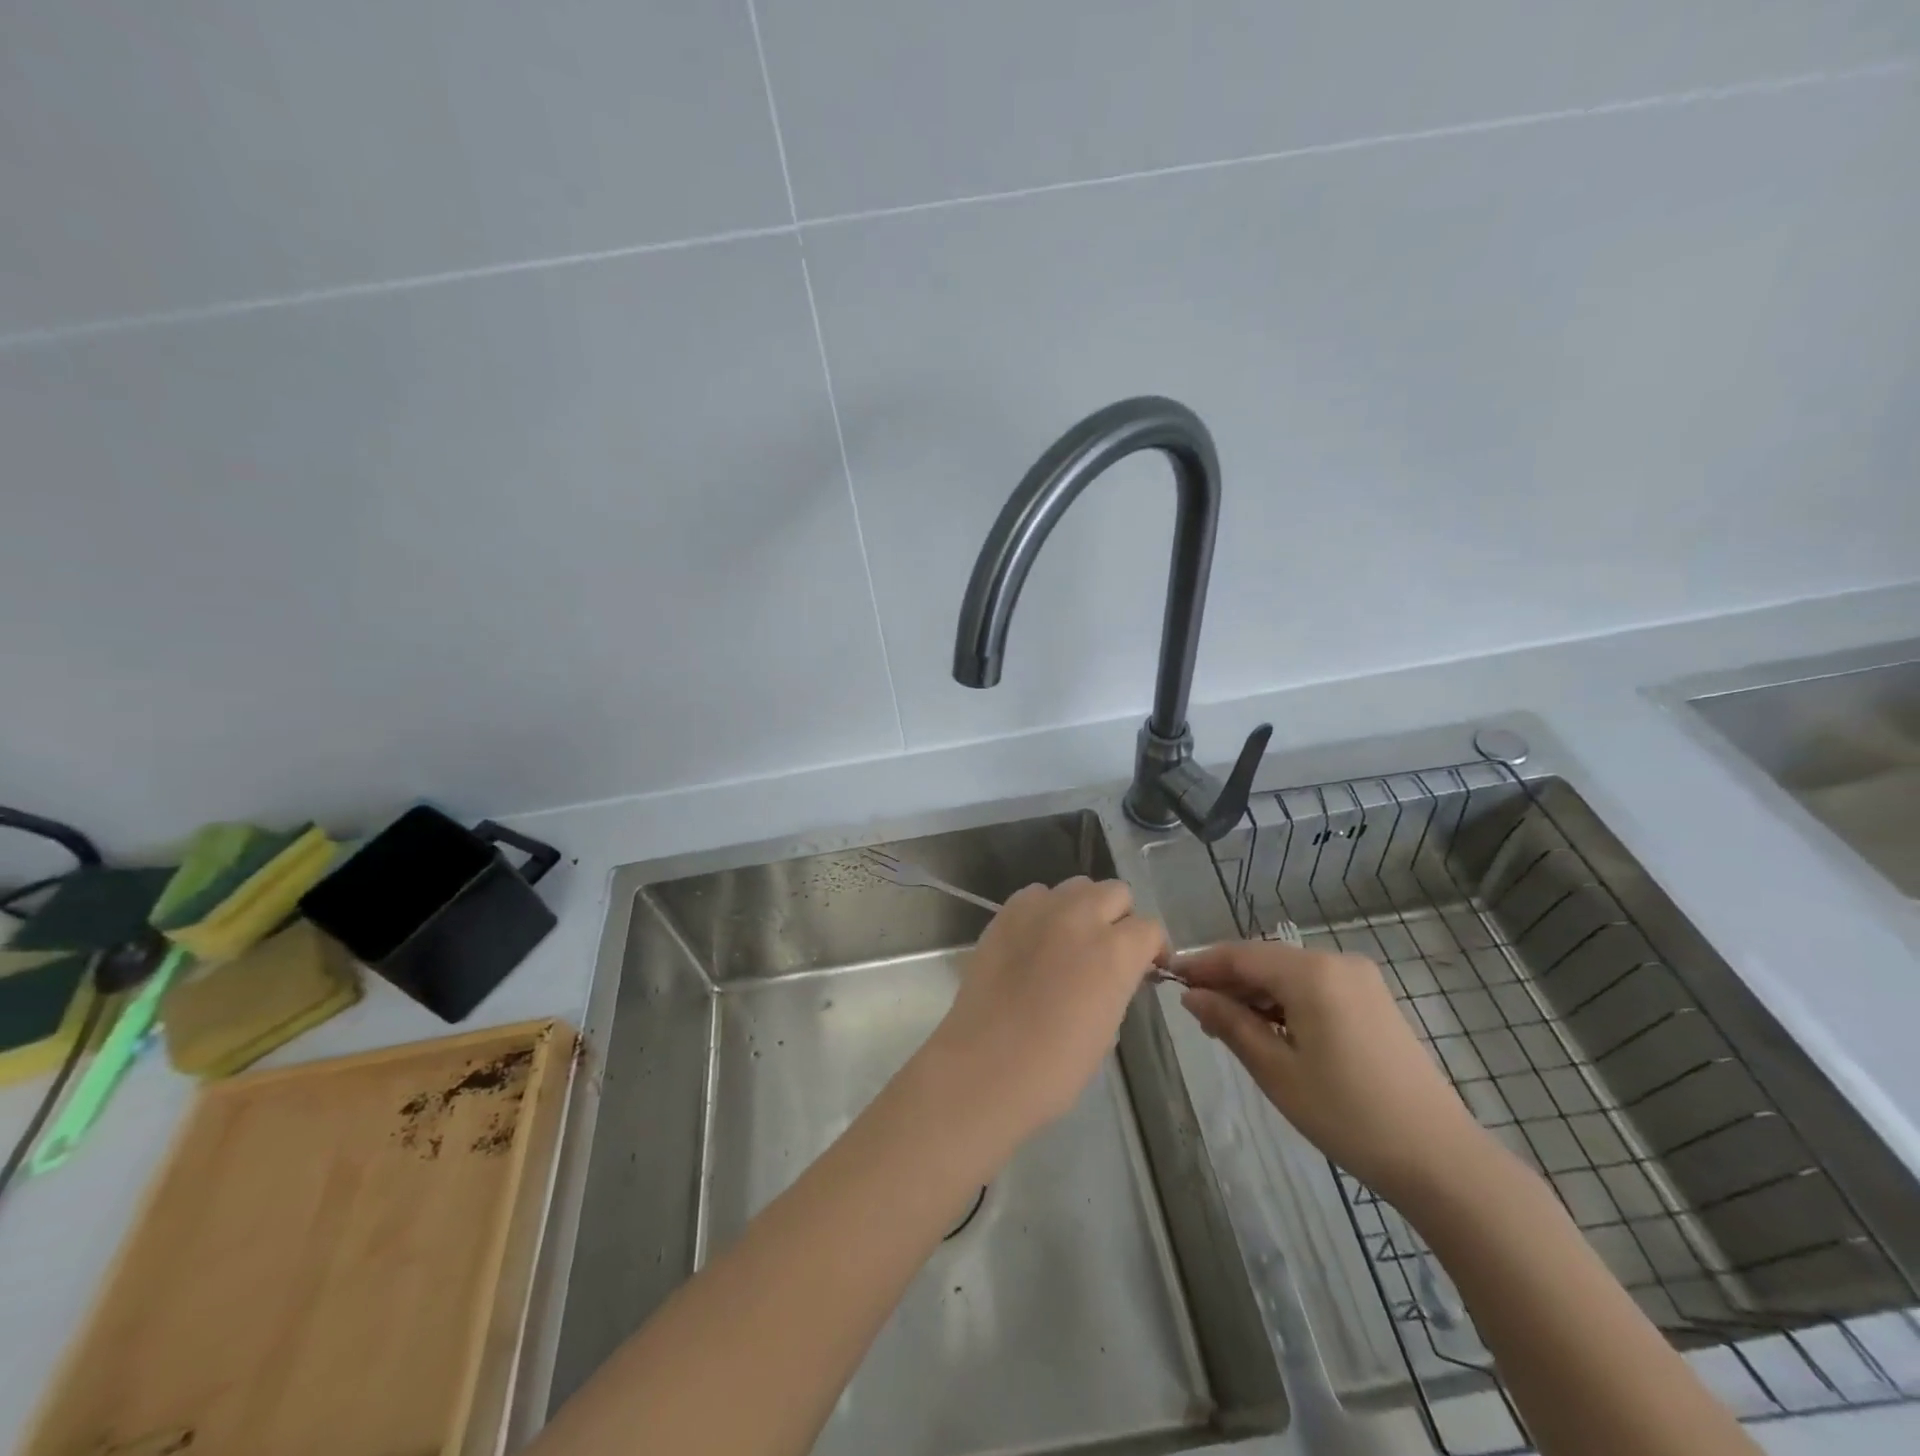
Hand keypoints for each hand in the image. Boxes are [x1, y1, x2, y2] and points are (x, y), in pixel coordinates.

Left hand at [922, 877, 1167, 1146]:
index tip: (1145, 967)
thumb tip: (1117, 971)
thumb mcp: (1108, 1027)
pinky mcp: (1005, 913)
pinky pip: (1036, 895)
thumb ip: (1118, 983)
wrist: (984, 1067)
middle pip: (1115, 892)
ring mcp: (1039, 910)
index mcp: (1114, 951)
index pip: (1149, 928)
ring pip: (1076, 887)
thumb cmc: (1055, 1067)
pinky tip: (1036, 940)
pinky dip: (1044, 910)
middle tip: (1107, 950)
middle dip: (1119, 918)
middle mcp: (1080, 916)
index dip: (1151, 948)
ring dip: (1082, 908)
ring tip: (1069, 941)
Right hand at [1179, 940, 1489, 1202]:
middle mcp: (1337, 962)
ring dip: (1255, 995)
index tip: (1168, 978)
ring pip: (1289, 974)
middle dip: (1228, 983)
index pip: (1240, 955)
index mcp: (1312, 973)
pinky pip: (1314, 988)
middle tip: (1198, 1016)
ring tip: (1229, 1030)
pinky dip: (1285, 1003)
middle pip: (1265, 961)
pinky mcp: (1374, 1001)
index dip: (1201, 965)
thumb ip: (1230, 1023)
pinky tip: (1270, 1032)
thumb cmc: (1348, 1114)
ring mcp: (1360, 980)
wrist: (1440, 1159)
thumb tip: (1191, 995)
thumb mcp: (1276, 1070)